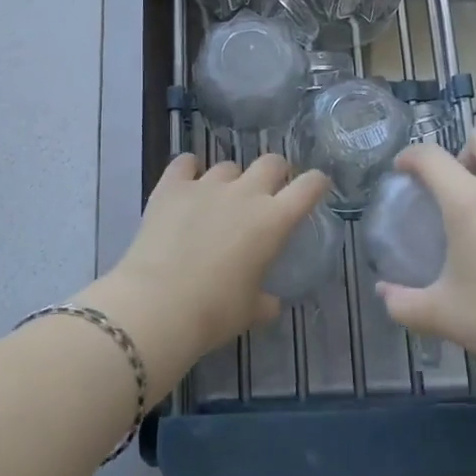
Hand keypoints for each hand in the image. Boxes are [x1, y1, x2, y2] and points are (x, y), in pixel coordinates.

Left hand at [96, 154, 328, 368]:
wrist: (158, 304)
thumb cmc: (214, 312)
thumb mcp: (250, 311)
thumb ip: (265, 301)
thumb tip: (270, 303)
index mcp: (273, 221)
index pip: (308, 187)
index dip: (317, 182)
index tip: (317, 186)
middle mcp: (245, 193)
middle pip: (271, 163)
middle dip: (276, 172)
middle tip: (269, 190)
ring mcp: (206, 185)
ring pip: (228, 165)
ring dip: (231, 179)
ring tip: (220, 198)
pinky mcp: (172, 186)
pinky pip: (185, 163)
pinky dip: (189, 169)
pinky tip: (186, 181)